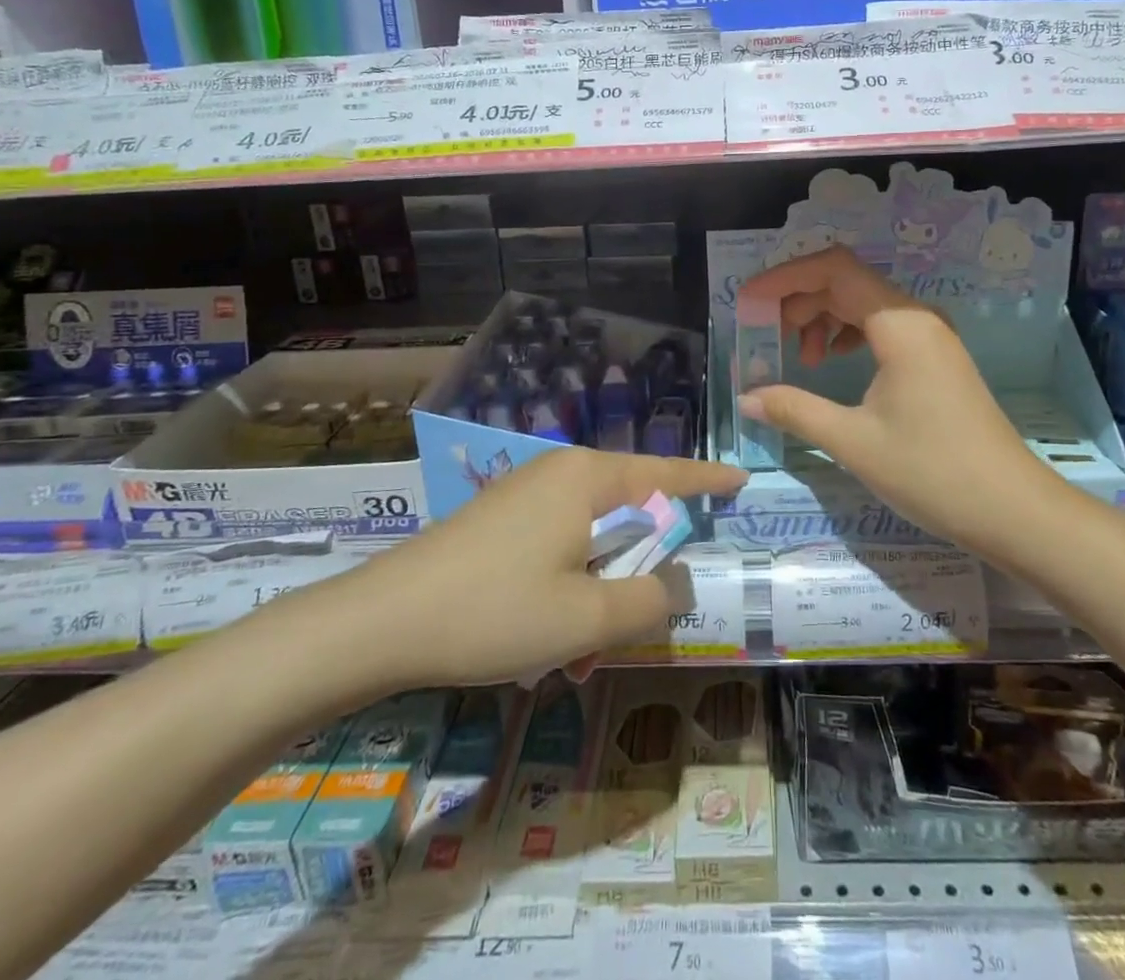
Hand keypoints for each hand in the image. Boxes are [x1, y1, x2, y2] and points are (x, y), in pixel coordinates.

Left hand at [297, 448, 745, 700]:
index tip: (742, 481)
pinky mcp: (500, 519)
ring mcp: (525, 494)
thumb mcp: (587, 617)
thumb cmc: (495, 611)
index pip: (666, 473)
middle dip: (640, 566)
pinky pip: (557, 545)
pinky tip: (545, 638)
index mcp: (588, 477)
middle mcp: (560, 472)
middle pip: (627, 509)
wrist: (381, 621)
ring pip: (589, 536)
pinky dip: (567, 586)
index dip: (707, 480)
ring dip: (599, 588)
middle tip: (640, 618)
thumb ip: (650, 601)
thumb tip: (677, 584)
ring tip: (578, 652)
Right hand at [736, 246, 1033, 551]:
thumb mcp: (853, 441)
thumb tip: (747, 399)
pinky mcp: (935, 358)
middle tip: (765, 336)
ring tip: (798, 358)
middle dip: (799, 301)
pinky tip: (831, 363)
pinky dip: (847, 335)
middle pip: (846, 282)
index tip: (748, 300)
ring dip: (822, 319)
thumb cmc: (932, 472)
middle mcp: (917, 317)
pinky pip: (881, 327)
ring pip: (863, 304)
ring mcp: (930, 336)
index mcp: (899, 324)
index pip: (833, 269)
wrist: (1012, 510)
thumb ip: (795, 410)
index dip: (785, 277)